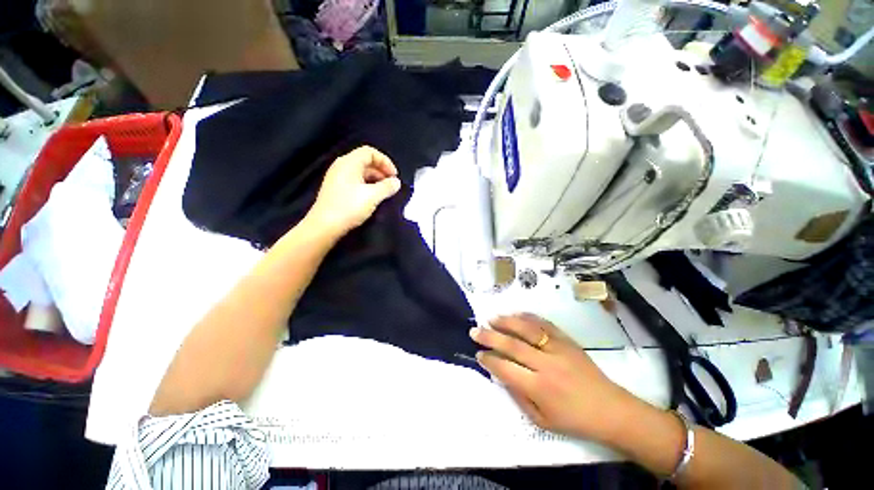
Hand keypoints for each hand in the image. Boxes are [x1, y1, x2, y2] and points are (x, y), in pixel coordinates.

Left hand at [307, 146, 401, 236]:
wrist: (325, 226)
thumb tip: (396, 182)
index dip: (385, 161)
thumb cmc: (349, 207)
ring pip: (361, 172)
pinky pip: (355, 181)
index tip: (394, 176)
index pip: (370, 152)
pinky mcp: (336, 189)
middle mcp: (342, 166)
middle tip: (391, 185)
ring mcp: (337, 177)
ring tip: (384, 192)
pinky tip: (372, 197)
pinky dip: (367, 185)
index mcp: (349, 163)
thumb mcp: (373, 196)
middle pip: (365, 161)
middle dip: (381, 171)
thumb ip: (387, 187)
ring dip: (375, 179)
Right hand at [470, 313, 635, 442]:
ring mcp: (557, 348)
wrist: (610, 409)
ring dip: (506, 322)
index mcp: (539, 388)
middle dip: (490, 336)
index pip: (506, 368)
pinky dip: (528, 317)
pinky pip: (544, 324)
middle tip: (475, 331)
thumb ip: (519, 397)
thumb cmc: (574, 419)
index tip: (478, 354)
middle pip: (512, 345)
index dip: (489, 360)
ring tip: (492, 318)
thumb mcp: (542, 420)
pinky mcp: (566, 340)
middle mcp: (546, 365)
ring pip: (526, 329)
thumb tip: (501, 374)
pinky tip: (516, 315)